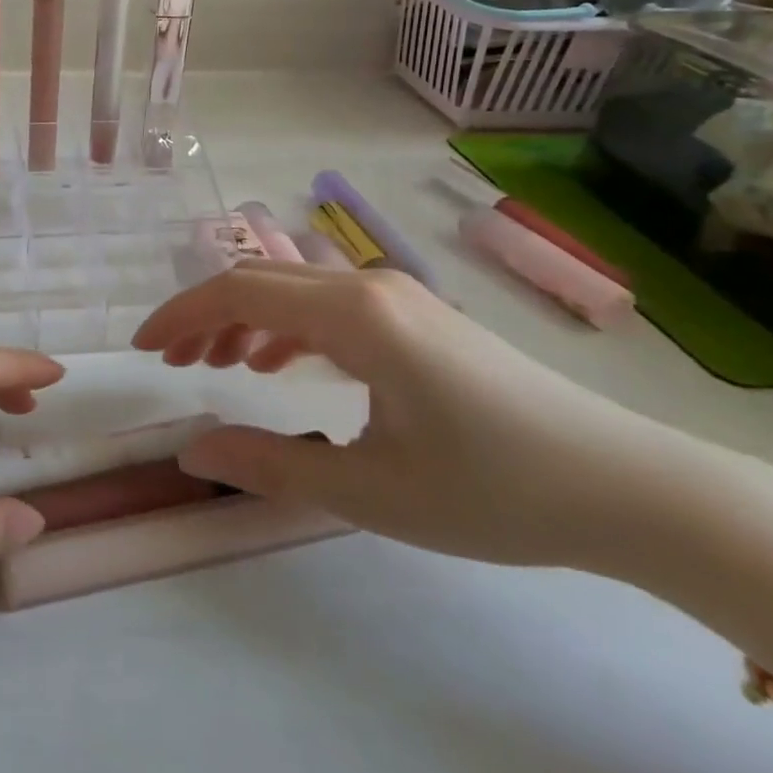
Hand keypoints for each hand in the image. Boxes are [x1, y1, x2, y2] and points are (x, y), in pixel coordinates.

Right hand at [132, 261, 706, 571]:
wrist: (630, 489)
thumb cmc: (496, 491)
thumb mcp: (370, 491)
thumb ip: (269, 464)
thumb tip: (191, 452)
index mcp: (354, 316)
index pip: (239, 292)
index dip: (180, 315)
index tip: (143, 350)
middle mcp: (369, 286)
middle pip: (260, 280)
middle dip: (204, 315)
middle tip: (171, 363)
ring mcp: (398, 296)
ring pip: (293, 288)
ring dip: (243, 319)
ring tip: (213, 364)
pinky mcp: (417, 316)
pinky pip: (328, 304)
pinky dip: (286, 327)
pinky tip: (279, 364)